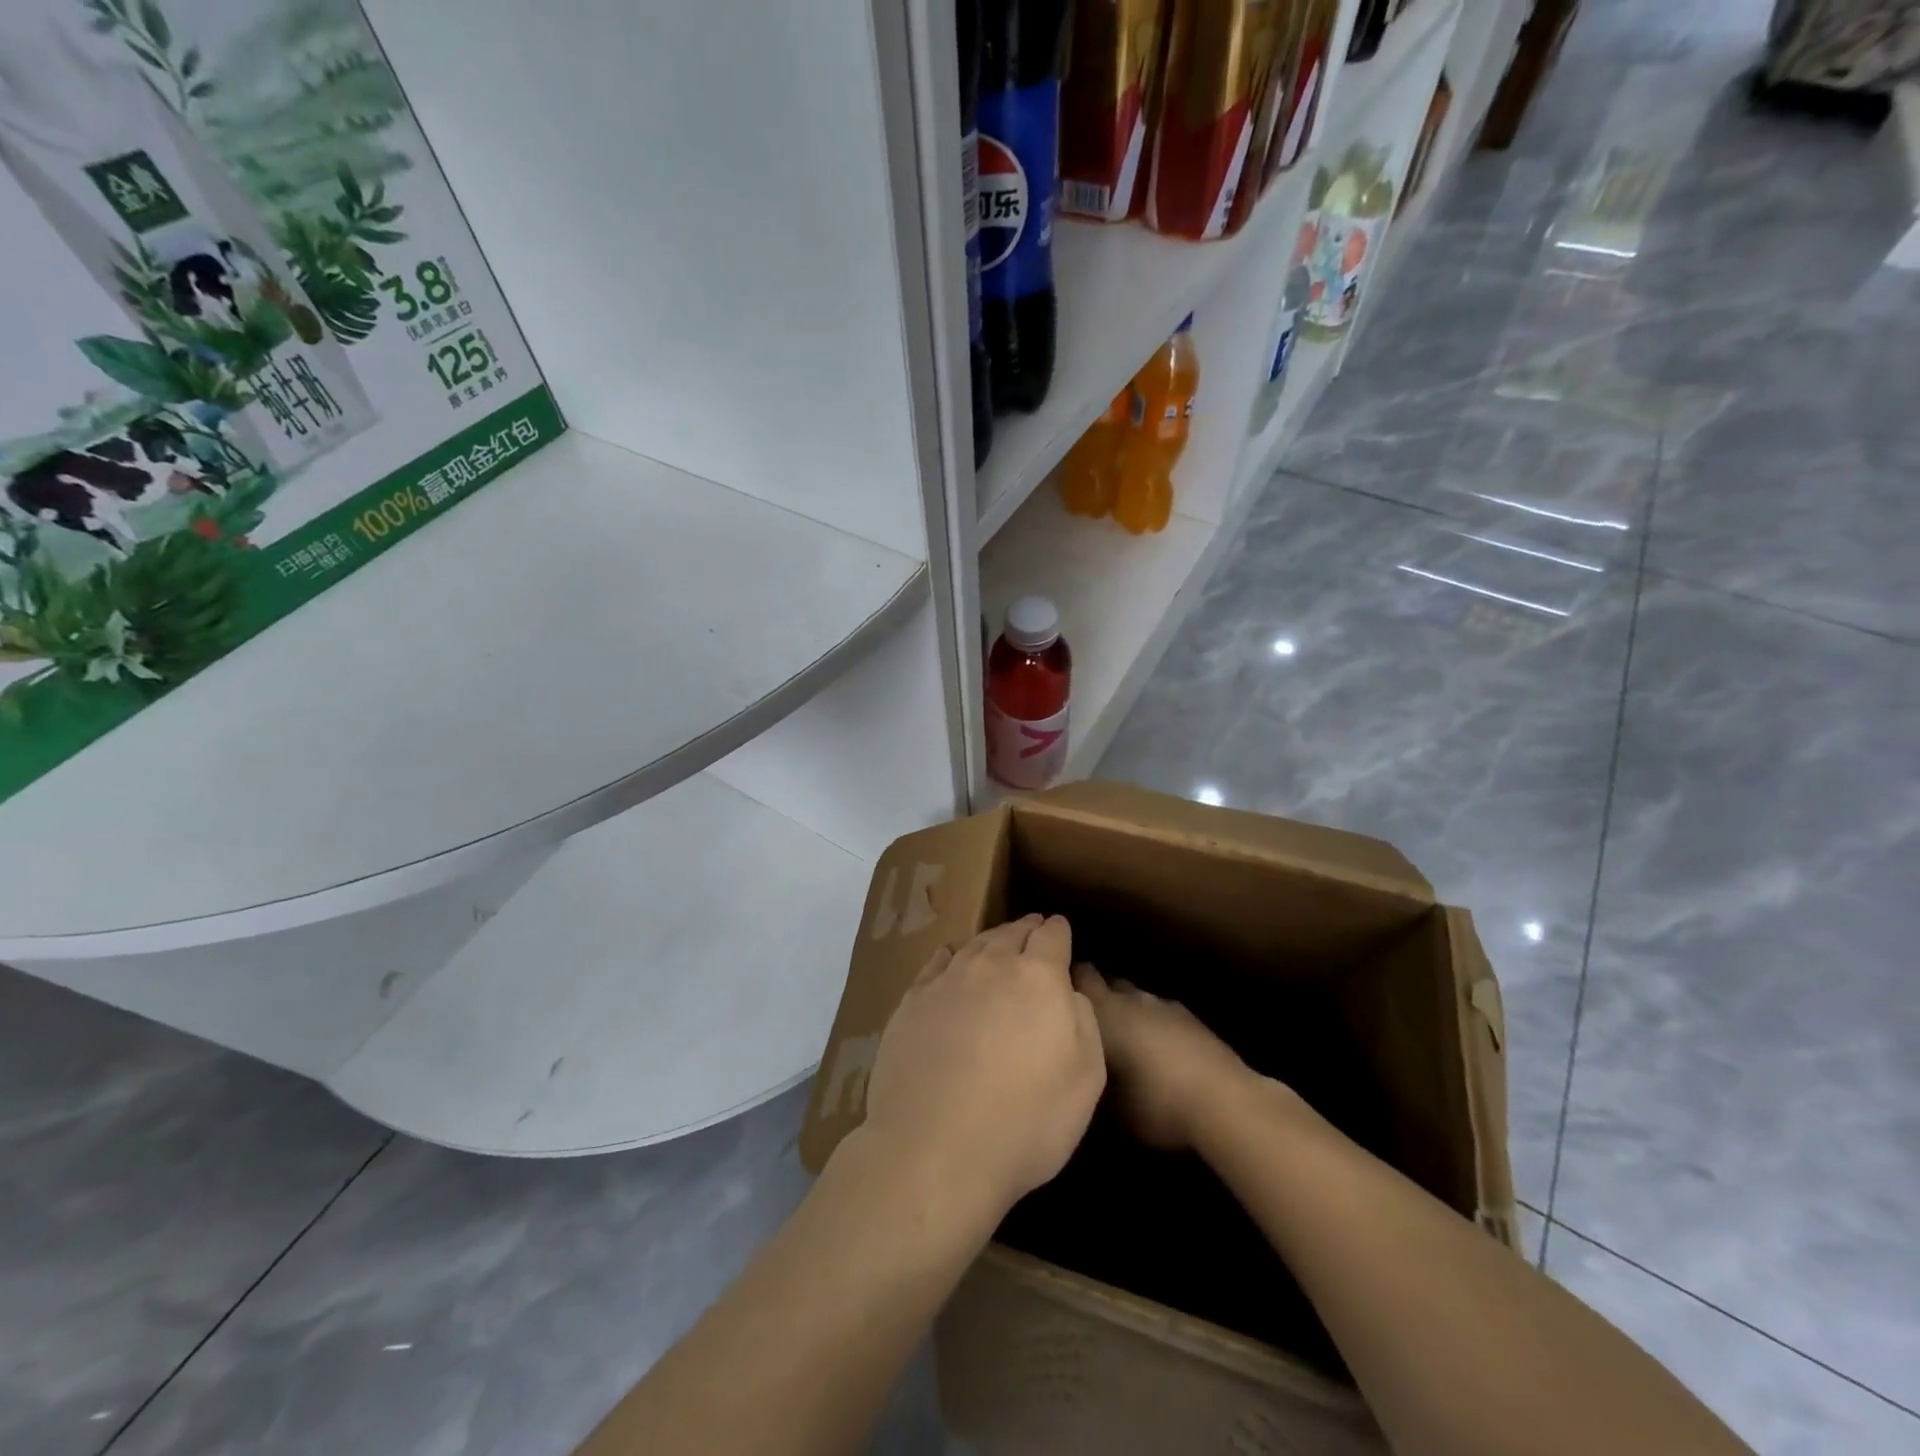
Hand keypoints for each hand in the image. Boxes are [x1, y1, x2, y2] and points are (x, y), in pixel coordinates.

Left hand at [859, 916, 1105, 1231]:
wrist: (935, 1149)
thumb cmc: (1026, 1121)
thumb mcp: (1086, 1079)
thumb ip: (1083, 1021)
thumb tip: (1068, 990)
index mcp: (1038, 977)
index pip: (1052, 936)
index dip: (1058, 931)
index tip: (1060, 929)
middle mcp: (991, 966)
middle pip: (1011, 933)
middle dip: (1026, 929)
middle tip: (1032, 929)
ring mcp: (946, 981)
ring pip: (974, 945)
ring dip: (991, 940)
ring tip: (997, 943)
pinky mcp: (911, 1002)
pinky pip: (935, 966)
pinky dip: (948, 957)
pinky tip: (949, 959)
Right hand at [1072, 964, 1253, 1151]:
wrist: (1223, 1101)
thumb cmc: (1154, 1101)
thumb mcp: (1107, 1101)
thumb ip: (1088, 1071)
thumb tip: (1077, 1064)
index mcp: (1104, 1010)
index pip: (1078, 976)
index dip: (1066, 983)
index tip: (1054, 999)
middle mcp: (1130, 998)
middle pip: (1106, 982)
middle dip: (1095, 994)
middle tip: (1085, 1020)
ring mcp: (1163, 1005)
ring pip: (1135, 998)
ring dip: (1127, 1010)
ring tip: (1121, 1037)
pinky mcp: (1191, 1018)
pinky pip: (1160, 1014)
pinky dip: (1152, 1024)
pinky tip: (1155, 1049)